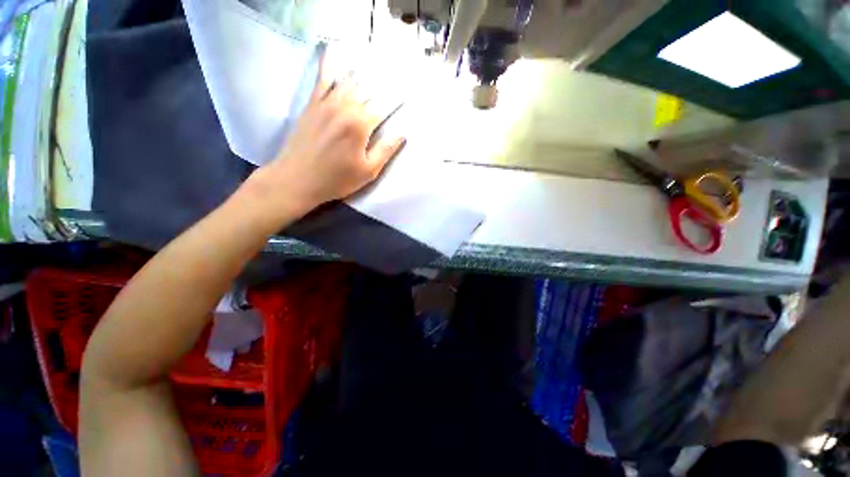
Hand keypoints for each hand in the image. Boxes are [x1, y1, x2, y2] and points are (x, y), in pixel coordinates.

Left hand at [251, 59, 405, 218]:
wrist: (297, 179)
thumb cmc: (337, 179)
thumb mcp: (368, 171)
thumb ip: (385, 150)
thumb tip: (402, 134)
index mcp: (360, 124)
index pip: (383, 106)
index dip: (396, 101)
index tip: (407, 94)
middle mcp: (344, 106)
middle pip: (367, 90)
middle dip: (381, 85)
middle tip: (393, 80)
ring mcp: (325, 102)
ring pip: (348, 81)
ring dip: (362, 75)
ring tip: (374, 69)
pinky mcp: (312, 104)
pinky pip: (322, 79)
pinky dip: (329, 65)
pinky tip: (334, 52)